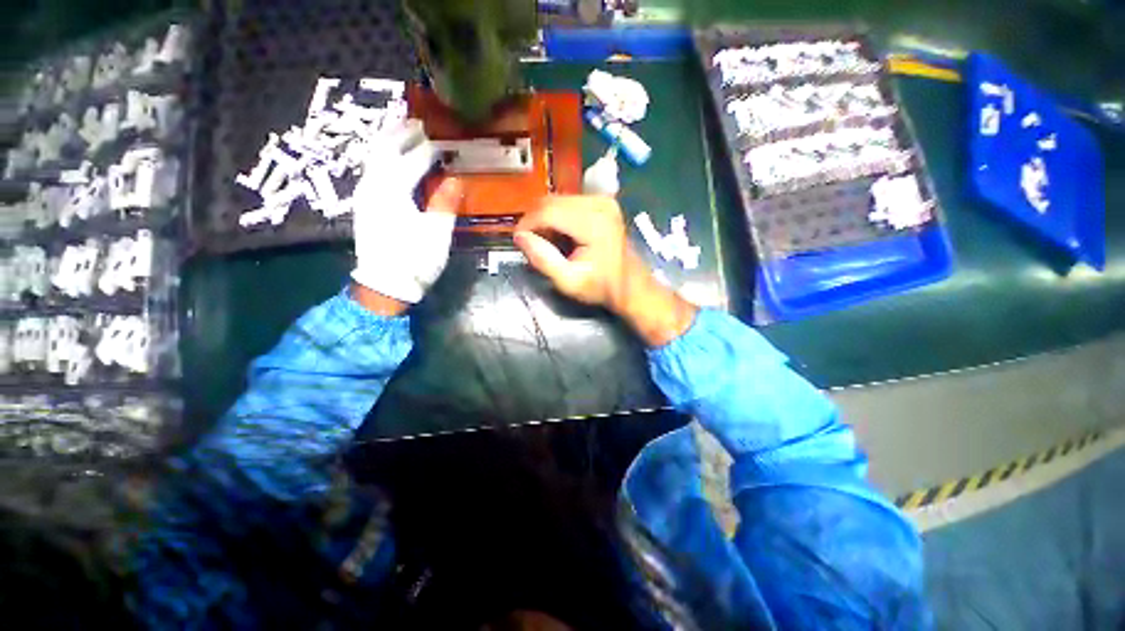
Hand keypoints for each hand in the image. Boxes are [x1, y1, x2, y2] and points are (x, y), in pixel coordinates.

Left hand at [349, 121, 463, 312]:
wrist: (384, 284)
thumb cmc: (414, 260)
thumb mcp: (436, 234)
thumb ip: (445, 203)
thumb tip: (456, 179)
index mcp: (393, 191)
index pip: (413, 159)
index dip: (431, 148)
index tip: (446, 139)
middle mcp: (373, 185)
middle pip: (385, 148)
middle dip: (402, 132)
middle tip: (421, 120)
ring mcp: (365, 193)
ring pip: (374, 156)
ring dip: (389, 139)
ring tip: (405, 129)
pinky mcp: (364, 203)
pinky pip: (372, 168)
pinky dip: (383, 155)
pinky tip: (392, 155)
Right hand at [514, 196, 696, 346]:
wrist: (631, 286)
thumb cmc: (601, 287)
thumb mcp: (568, 281)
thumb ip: (542, 259)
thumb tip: (520, 237)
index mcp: (593, 223)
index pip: (547, 211)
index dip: (527, 224)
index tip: (519, 241)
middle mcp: (599, 204)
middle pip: (551, 202)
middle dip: (535, 222)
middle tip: (534, 245)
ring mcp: (604, 201)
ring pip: (558, 200)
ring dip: (546, 219)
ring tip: (549, 243)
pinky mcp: (604, 202)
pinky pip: (569, 202)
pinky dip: (558, 217)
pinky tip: (562, 235)